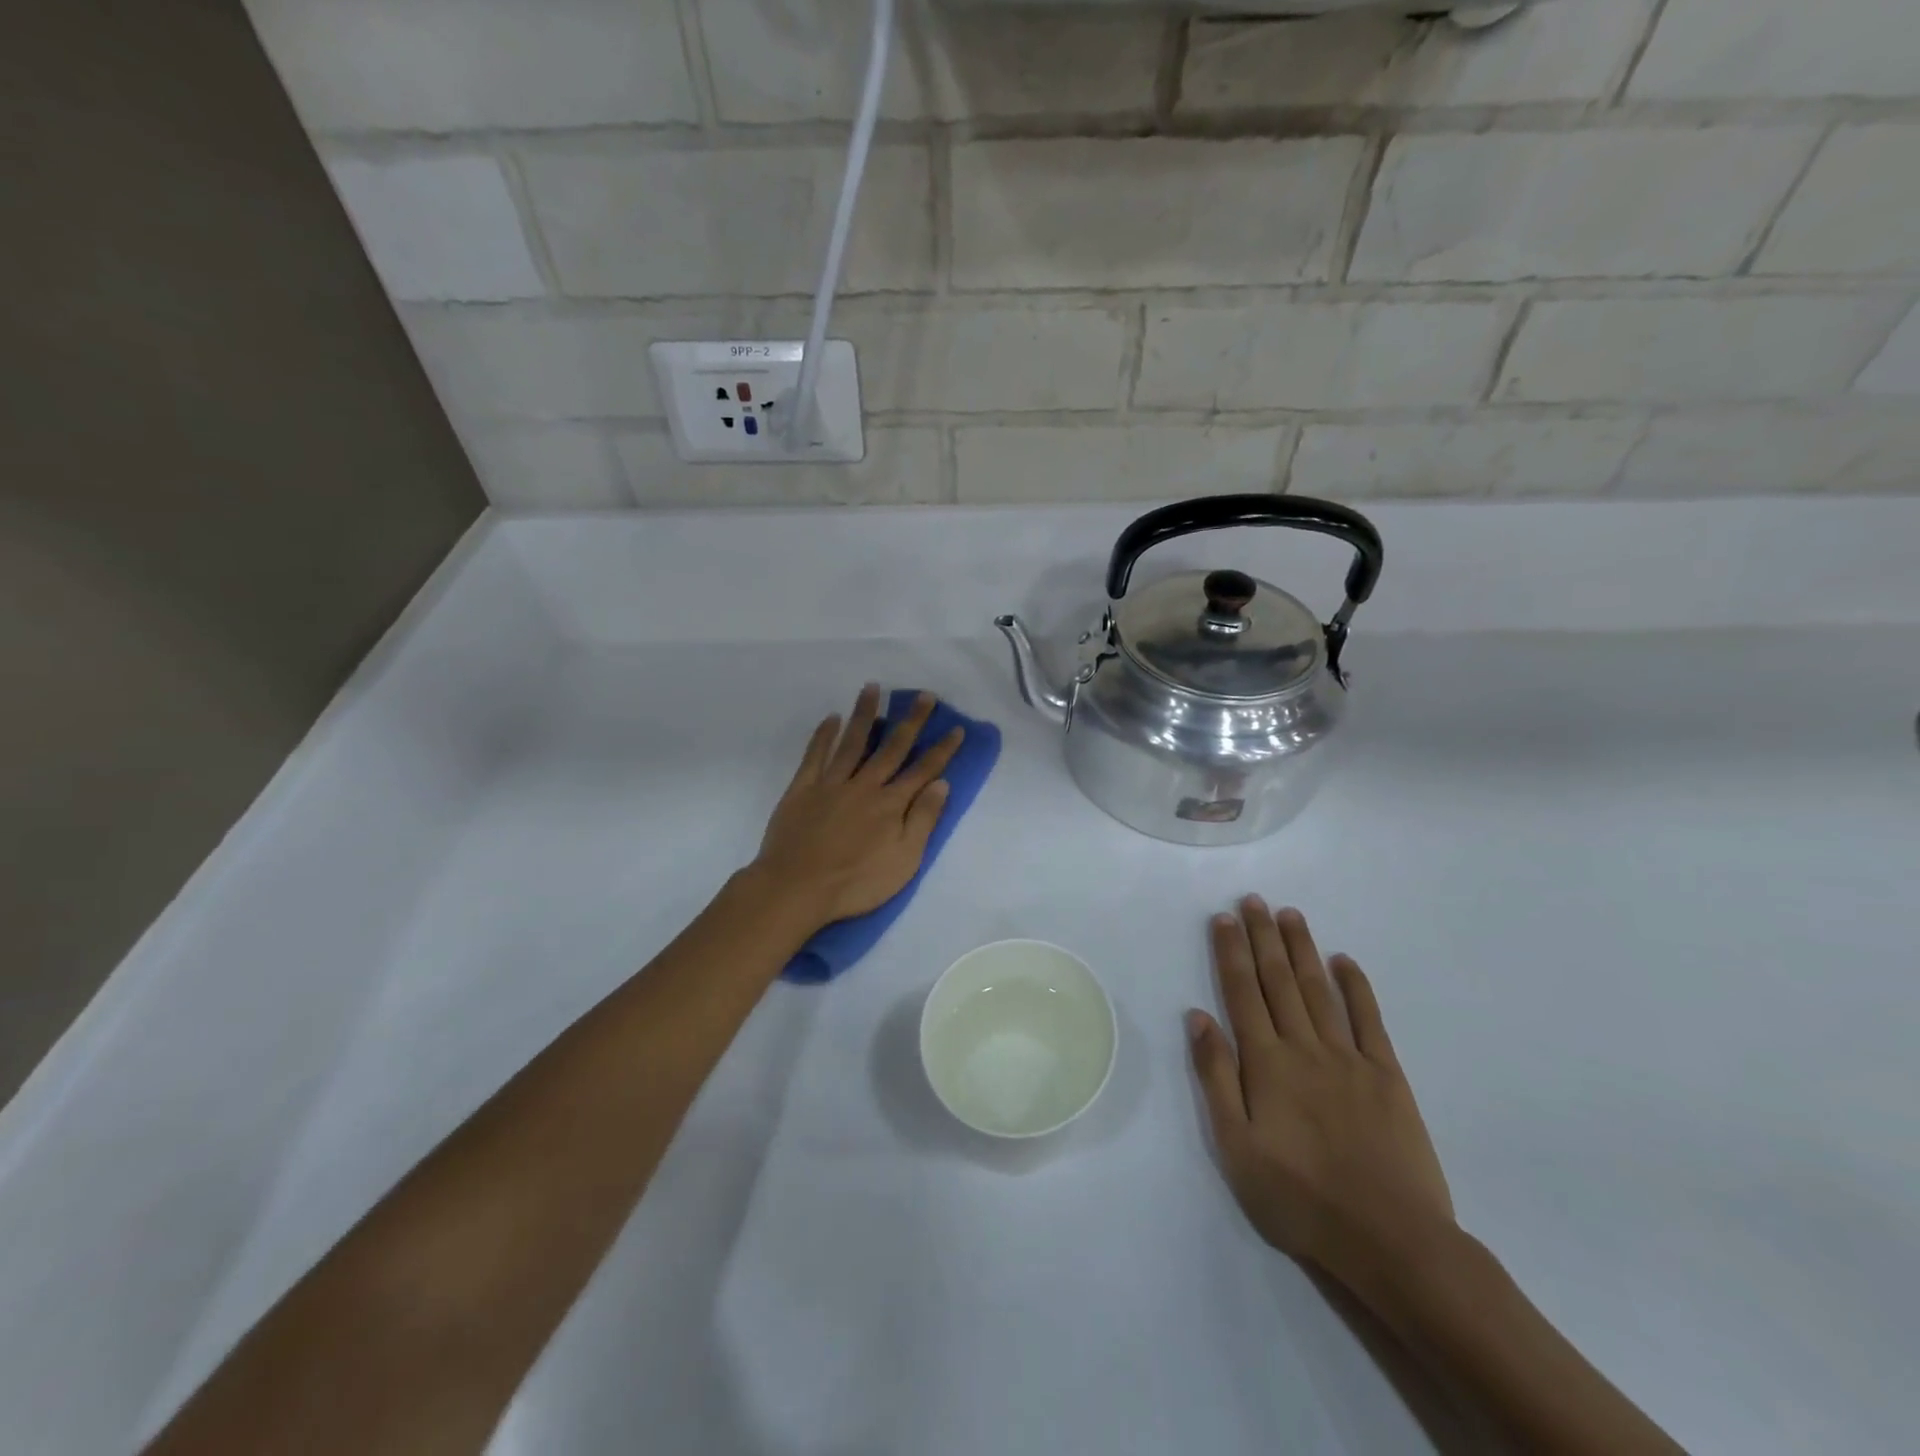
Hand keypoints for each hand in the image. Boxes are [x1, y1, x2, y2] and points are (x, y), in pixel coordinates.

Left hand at [752, 685, 963, 930]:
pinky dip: (824, 735)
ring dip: (864, 714)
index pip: (923, 770)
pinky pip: (815, 755)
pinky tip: (832, 718)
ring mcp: (831, 784)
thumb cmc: (855, 883)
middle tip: (924, 694)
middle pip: (892, 747)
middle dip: (911, 721)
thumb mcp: (904, 861)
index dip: (941, 749)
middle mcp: (864, 785)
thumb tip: (941, 784)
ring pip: (852, 742)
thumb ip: (923, 820)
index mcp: (891, 804)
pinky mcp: (803, 789)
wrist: (796, 888)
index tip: (956, 728)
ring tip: (873, 688)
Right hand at [1187, 898, 1455, 1301]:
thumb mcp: (1235, 1146)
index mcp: (1265, 1063)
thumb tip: (1197, 1016)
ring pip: (1319, 990)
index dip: (1231, 952)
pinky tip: (1345, 961)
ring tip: (1290, 914)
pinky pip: (1369, 1020)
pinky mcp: (1387, 1076)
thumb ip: (1215, 1076)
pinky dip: (1357, 987)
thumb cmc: (1299, 1198)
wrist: (1391, 1241)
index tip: (1223, 917)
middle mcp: (1304, 1047)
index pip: (1242, 992)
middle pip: (1278, 980)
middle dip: (1263, 936)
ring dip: (1302, 949)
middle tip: (1253, 899)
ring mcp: (1349, 1058)